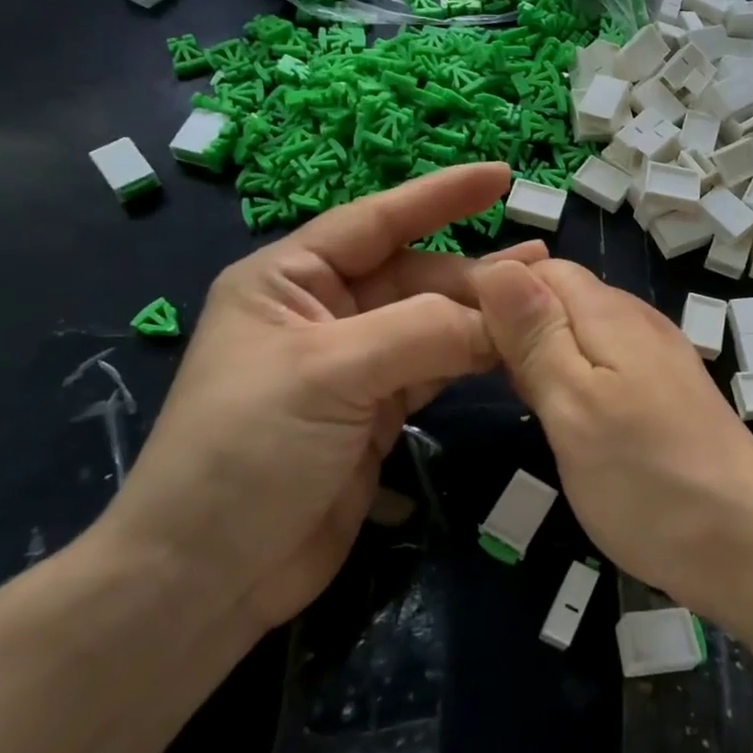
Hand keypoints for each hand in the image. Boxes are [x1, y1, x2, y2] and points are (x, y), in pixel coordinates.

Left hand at [100, 163, 547, 630]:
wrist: (208, 576)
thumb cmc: (247, 451)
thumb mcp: (330, 371)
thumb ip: (423, 332)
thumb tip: (504, 316)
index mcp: (289, 279)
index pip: (376, 221)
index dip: (440, 196)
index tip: (501, 176)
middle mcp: (323, 312)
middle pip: (414, 277)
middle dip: (474, 275)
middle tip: (544, 273)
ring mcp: (351, 365)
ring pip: (430, 325)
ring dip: (480, 318)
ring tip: (540, 307)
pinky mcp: (374, 414)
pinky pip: (434, 371)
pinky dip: (470, 362)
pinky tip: (510, 353)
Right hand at [475, 258, 752, 618]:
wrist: (750, 546)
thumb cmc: (648, 480)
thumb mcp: (574, 406)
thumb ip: (536, 336)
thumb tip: (497, 266)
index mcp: (612, 314)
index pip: (541, 269)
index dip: (494, 289)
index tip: (450, 332)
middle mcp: (639, 323)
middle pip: (563, 297)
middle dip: (515, 322)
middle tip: (475, 372)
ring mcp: (659, 359)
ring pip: (583, 332)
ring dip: (542, 352)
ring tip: (511, 395)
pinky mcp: (668, 396)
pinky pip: (607, 365)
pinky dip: (573, 378)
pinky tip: (562, 415)